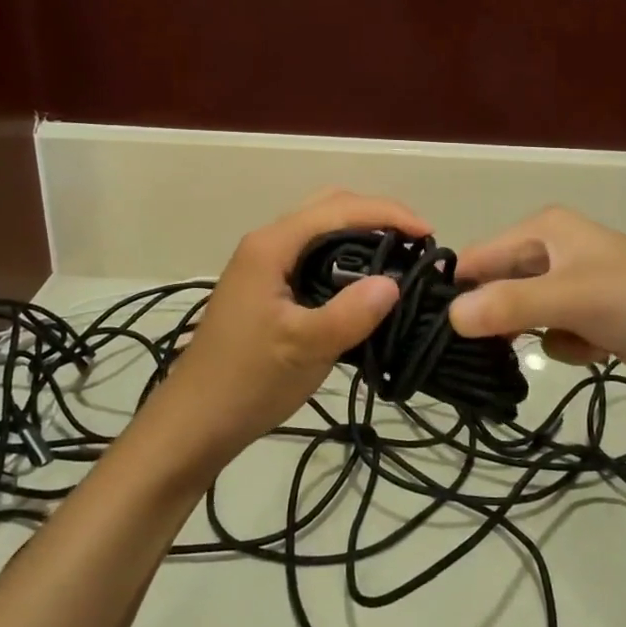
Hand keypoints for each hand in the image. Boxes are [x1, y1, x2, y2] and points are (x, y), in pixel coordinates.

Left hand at [151, 188, 431, 469]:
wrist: (196, 419)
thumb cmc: (248, 381)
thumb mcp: (304, 348)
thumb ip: (350, 313)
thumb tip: (395, 281)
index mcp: (272, 246)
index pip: (338, 209)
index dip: (387, 214)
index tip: (428, 234)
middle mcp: (267, 243)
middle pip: (329, 206)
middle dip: (376, 215)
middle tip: (416, 244)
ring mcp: (265, 263)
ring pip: (321, 229)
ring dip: (362, 233)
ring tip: (400, 258)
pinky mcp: (269, 285)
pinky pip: (314, 254)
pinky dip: (347, 255)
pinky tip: (366, 282)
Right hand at [446, 205, 625, 391]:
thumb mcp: (569, 299)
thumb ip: (507, 305)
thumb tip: (449, 317)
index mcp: (543, 229)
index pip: (478, 257)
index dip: (459, 291)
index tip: (440, 331)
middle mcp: (552, 250)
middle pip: (499, 286)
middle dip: (496, 317)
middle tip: (485, 351)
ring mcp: (572, 283)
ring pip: (523, 313)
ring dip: (533, 334)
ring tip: (556, 343)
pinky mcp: (590, 313)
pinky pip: (553, 332)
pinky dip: (566, 344)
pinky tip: (593, 349)